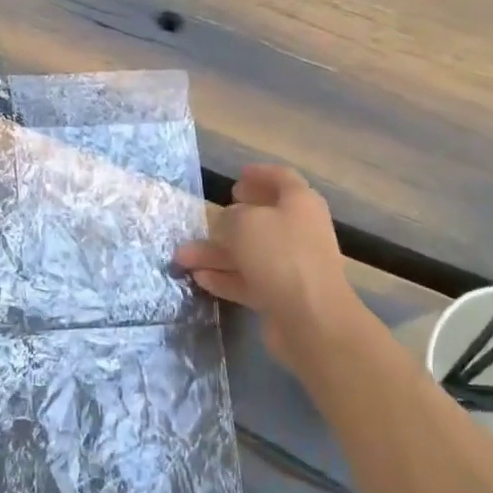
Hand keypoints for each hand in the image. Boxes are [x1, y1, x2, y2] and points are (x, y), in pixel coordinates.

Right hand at [174, 164, 364, 359]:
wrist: (311, 318)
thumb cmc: (280, 255)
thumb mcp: (244, 223)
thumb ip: (229, 218)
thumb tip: (227, 223)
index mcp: (299, 204)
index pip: (281, 179)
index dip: (259, 174)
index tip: (237, 176)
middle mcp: (298, 231)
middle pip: (262, 218)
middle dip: (228, 219)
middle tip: (208, 215)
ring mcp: (291, 265)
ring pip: (249, 252)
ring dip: (215, 253)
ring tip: (181, 257)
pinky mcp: (281, 295)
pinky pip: (248, 279)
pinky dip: (225, 277)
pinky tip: (199, 278)